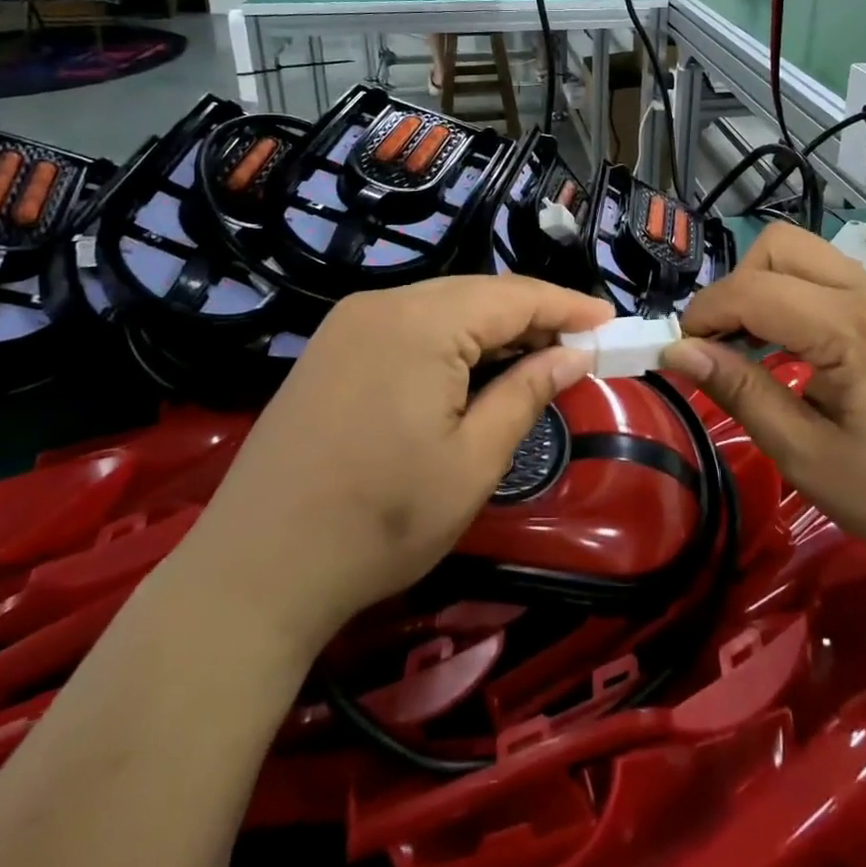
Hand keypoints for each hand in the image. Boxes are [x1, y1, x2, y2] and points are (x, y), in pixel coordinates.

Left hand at [185, 275, 613, 649]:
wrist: (255, 572)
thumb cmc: (380, 522)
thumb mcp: (473, 462)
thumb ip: (528, 393)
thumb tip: (574, 354)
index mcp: (421, 323)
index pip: (513, 296)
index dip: (567, 305)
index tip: (610, 320)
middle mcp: (383, 304)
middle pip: (478, 294)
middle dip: (533, 315)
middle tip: (580, 343)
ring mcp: (350, 322)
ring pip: (443, 306)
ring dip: (493, 328)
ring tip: (537, 355)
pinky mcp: (332, 347)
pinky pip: (410, 324)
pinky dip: (453, 339)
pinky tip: (473, 367)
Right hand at [662, 224, 865, 573]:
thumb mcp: (805, 454)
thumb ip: (740, 392)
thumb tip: (678, 352)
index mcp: (849, 327)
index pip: (754, 289)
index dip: (704, 314)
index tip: (679, 352)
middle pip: (778, 245)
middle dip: (735, 285)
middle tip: (720, 344)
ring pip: (801, 253)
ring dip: (761, 286)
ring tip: (747, 346)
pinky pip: (823, 277)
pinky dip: (789, 296)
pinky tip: (786, 348)